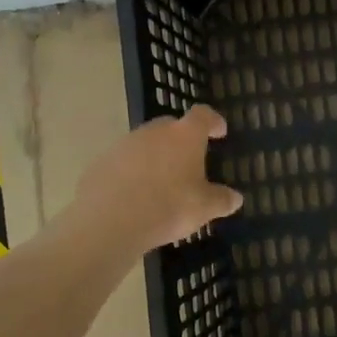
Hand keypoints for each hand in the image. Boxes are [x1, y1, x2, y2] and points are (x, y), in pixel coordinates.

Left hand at [71, 104, 244, 253]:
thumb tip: (235, 198)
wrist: (111, 220)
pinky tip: (134, 195)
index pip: (203, 115)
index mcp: (185, 136)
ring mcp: (125, 144)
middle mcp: (154, 132)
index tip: (219, 131)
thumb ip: (221, 200)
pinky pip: (124, 162)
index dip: (213, 121)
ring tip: (160, 182)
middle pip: (171, 126)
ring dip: (155, 156)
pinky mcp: (101, 162)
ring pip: (145, 144)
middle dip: (181, 140)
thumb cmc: (169, 207)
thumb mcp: (204, 208)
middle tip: (188, 161)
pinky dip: (132, 172)